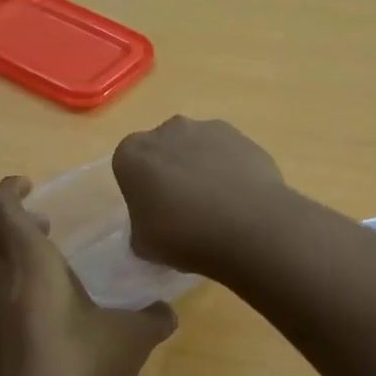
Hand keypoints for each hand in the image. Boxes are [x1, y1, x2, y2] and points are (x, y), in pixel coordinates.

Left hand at [0, 177, 177, 375]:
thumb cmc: (86, 374)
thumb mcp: (133, 341)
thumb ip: (153, 319)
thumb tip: (167, 311)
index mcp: (33, 267)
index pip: (3, 210)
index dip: (10, 190)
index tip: (29, 186)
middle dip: (6, 223)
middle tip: (39, 231)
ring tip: (10, 261)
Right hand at [112, 117, 286, 273]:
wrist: (247, 227)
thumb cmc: (182, 236)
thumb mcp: (143, 245)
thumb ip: (141, 229)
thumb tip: (154, 225)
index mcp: (132, 154)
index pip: (129, 167)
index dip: (142, 191)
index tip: (155, 214)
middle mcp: (167, 130)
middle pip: (164, 151)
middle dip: (171, 173)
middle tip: (185, 210)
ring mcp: (207, 129)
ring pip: (198, 149)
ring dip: (202, 169)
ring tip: (219, 207)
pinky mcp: (242, 137)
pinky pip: (229, 154)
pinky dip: (231, 170)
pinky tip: (241, 200)